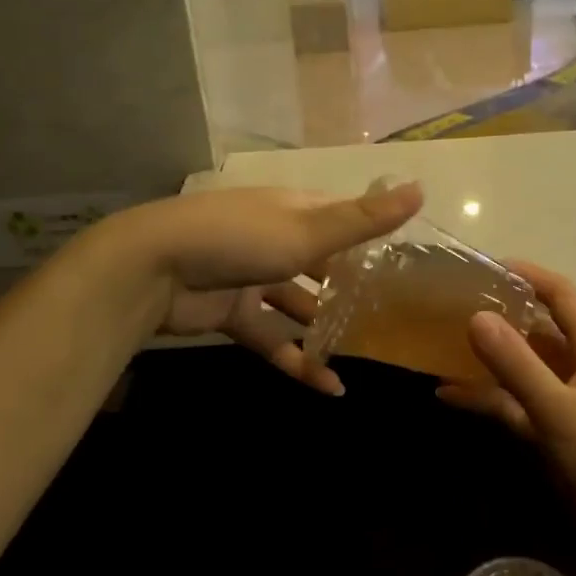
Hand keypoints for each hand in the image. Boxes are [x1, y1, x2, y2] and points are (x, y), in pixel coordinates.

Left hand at [93, 181, 422, 394]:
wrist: (152, 269)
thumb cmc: (239, 239)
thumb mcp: (308, 229)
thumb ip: (364, 220)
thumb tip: (422, 188)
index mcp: (293, 210)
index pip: (342, 218)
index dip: (372, 236)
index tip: (406, 264)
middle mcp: (275, 238)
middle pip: (322, 263)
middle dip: (351, 288)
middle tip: (391, 318)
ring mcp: (252, 277)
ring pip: (298, 303)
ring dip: (326, 328)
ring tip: (366, 355)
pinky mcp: (233, 313)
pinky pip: (274, 337)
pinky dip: (298, 360)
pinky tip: (329, 387)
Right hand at [437, 263, 575, 543]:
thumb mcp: (560, 411)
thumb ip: (517, 365)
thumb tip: (475, 316)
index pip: (562, 296)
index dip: (528, 275)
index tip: (485, 266)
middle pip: (537, 330)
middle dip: (499, 317)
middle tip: (451, 306)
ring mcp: (568, 404)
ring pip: (522, 370)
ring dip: (487, 360)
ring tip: (440, 346)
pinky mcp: (556, 436)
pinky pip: (516, 407)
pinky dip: (487, 399)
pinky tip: (448, 396)